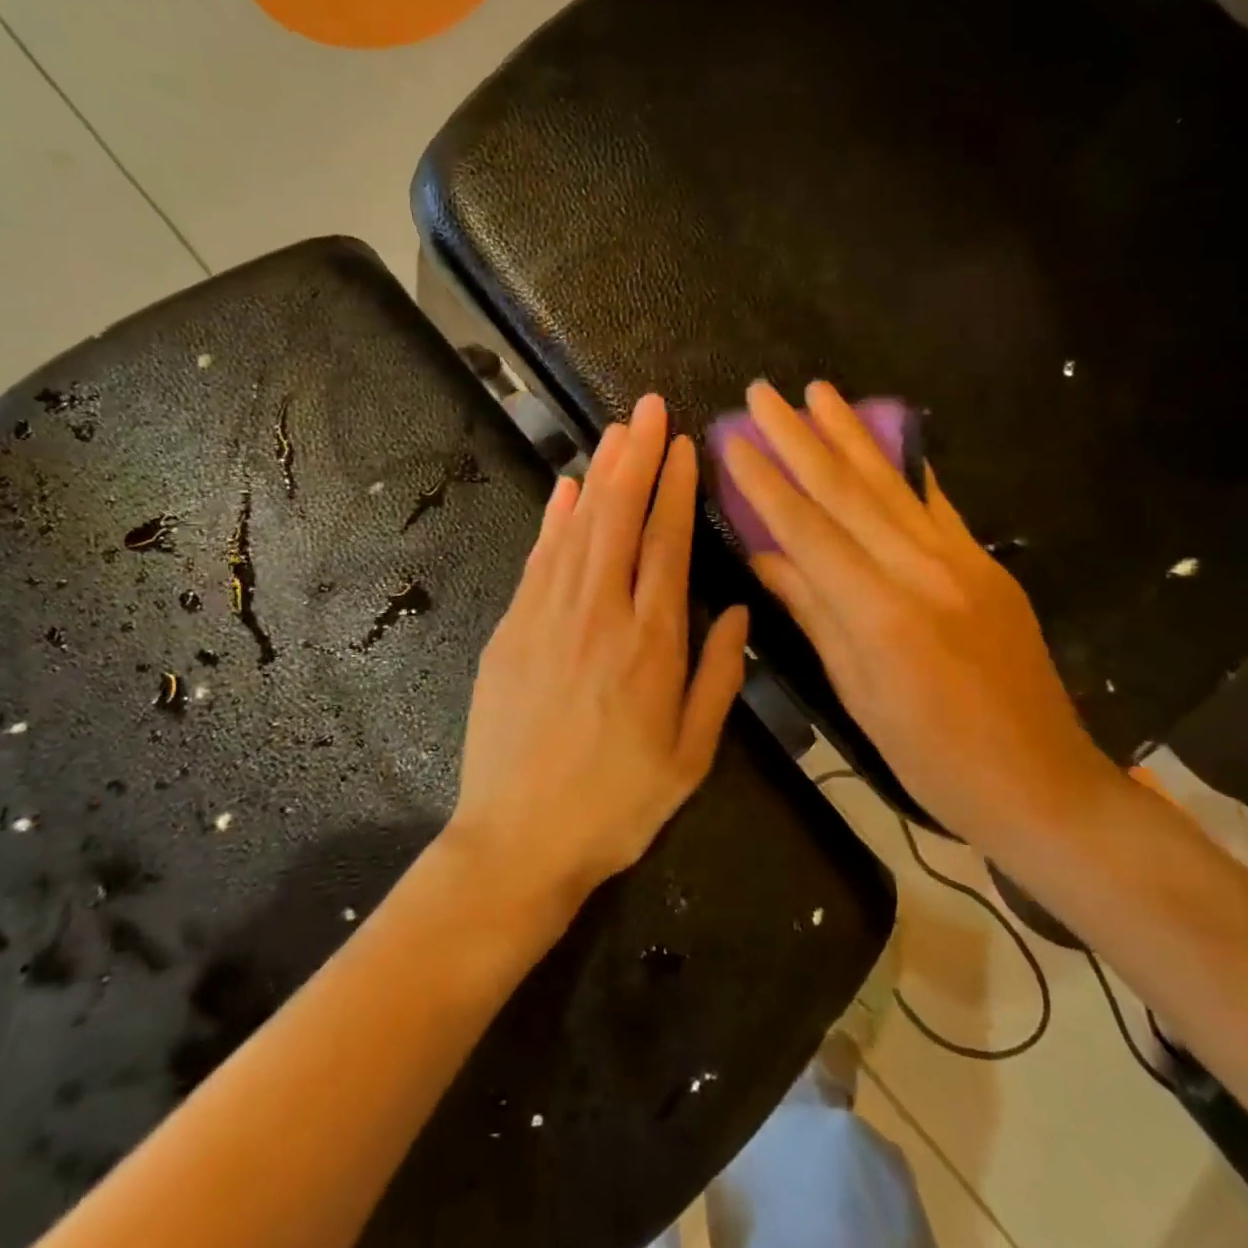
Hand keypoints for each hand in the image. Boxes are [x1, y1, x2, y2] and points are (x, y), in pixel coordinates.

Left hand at [449, 394, 749, 914]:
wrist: (519, 840)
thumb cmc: (618, 803)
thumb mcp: (692, 755)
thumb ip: (719, 677)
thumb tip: (736, 610)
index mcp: (652, 641)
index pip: (666, 542)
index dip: (675, 487)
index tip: (682, 444)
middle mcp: (599, 613)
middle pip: (618, 517)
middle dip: (635, 457)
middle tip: (647, 407)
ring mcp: (547, 616)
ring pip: (578, 527)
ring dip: (597, 474)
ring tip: (615, 431)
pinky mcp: (511, 629)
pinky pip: (538, 559)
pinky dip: (553, 519)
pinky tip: (564, 489)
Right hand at [721, 380, 1110, 850]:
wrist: (1042, 782)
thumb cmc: (933, 757)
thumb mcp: (859, 693)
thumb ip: (813, 613)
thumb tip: (764, 556)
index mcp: (879, 612)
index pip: (807, 529)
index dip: (765, 482)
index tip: (733, 439)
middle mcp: (921, 570)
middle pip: (848, 490)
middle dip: (800, 437)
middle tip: (764, 392)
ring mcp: (962, 561)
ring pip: (893, 484)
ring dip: (851, 433)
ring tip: (819, 391)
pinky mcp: (988, 564)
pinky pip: (937, 504)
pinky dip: (906, 466)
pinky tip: (888, 434)